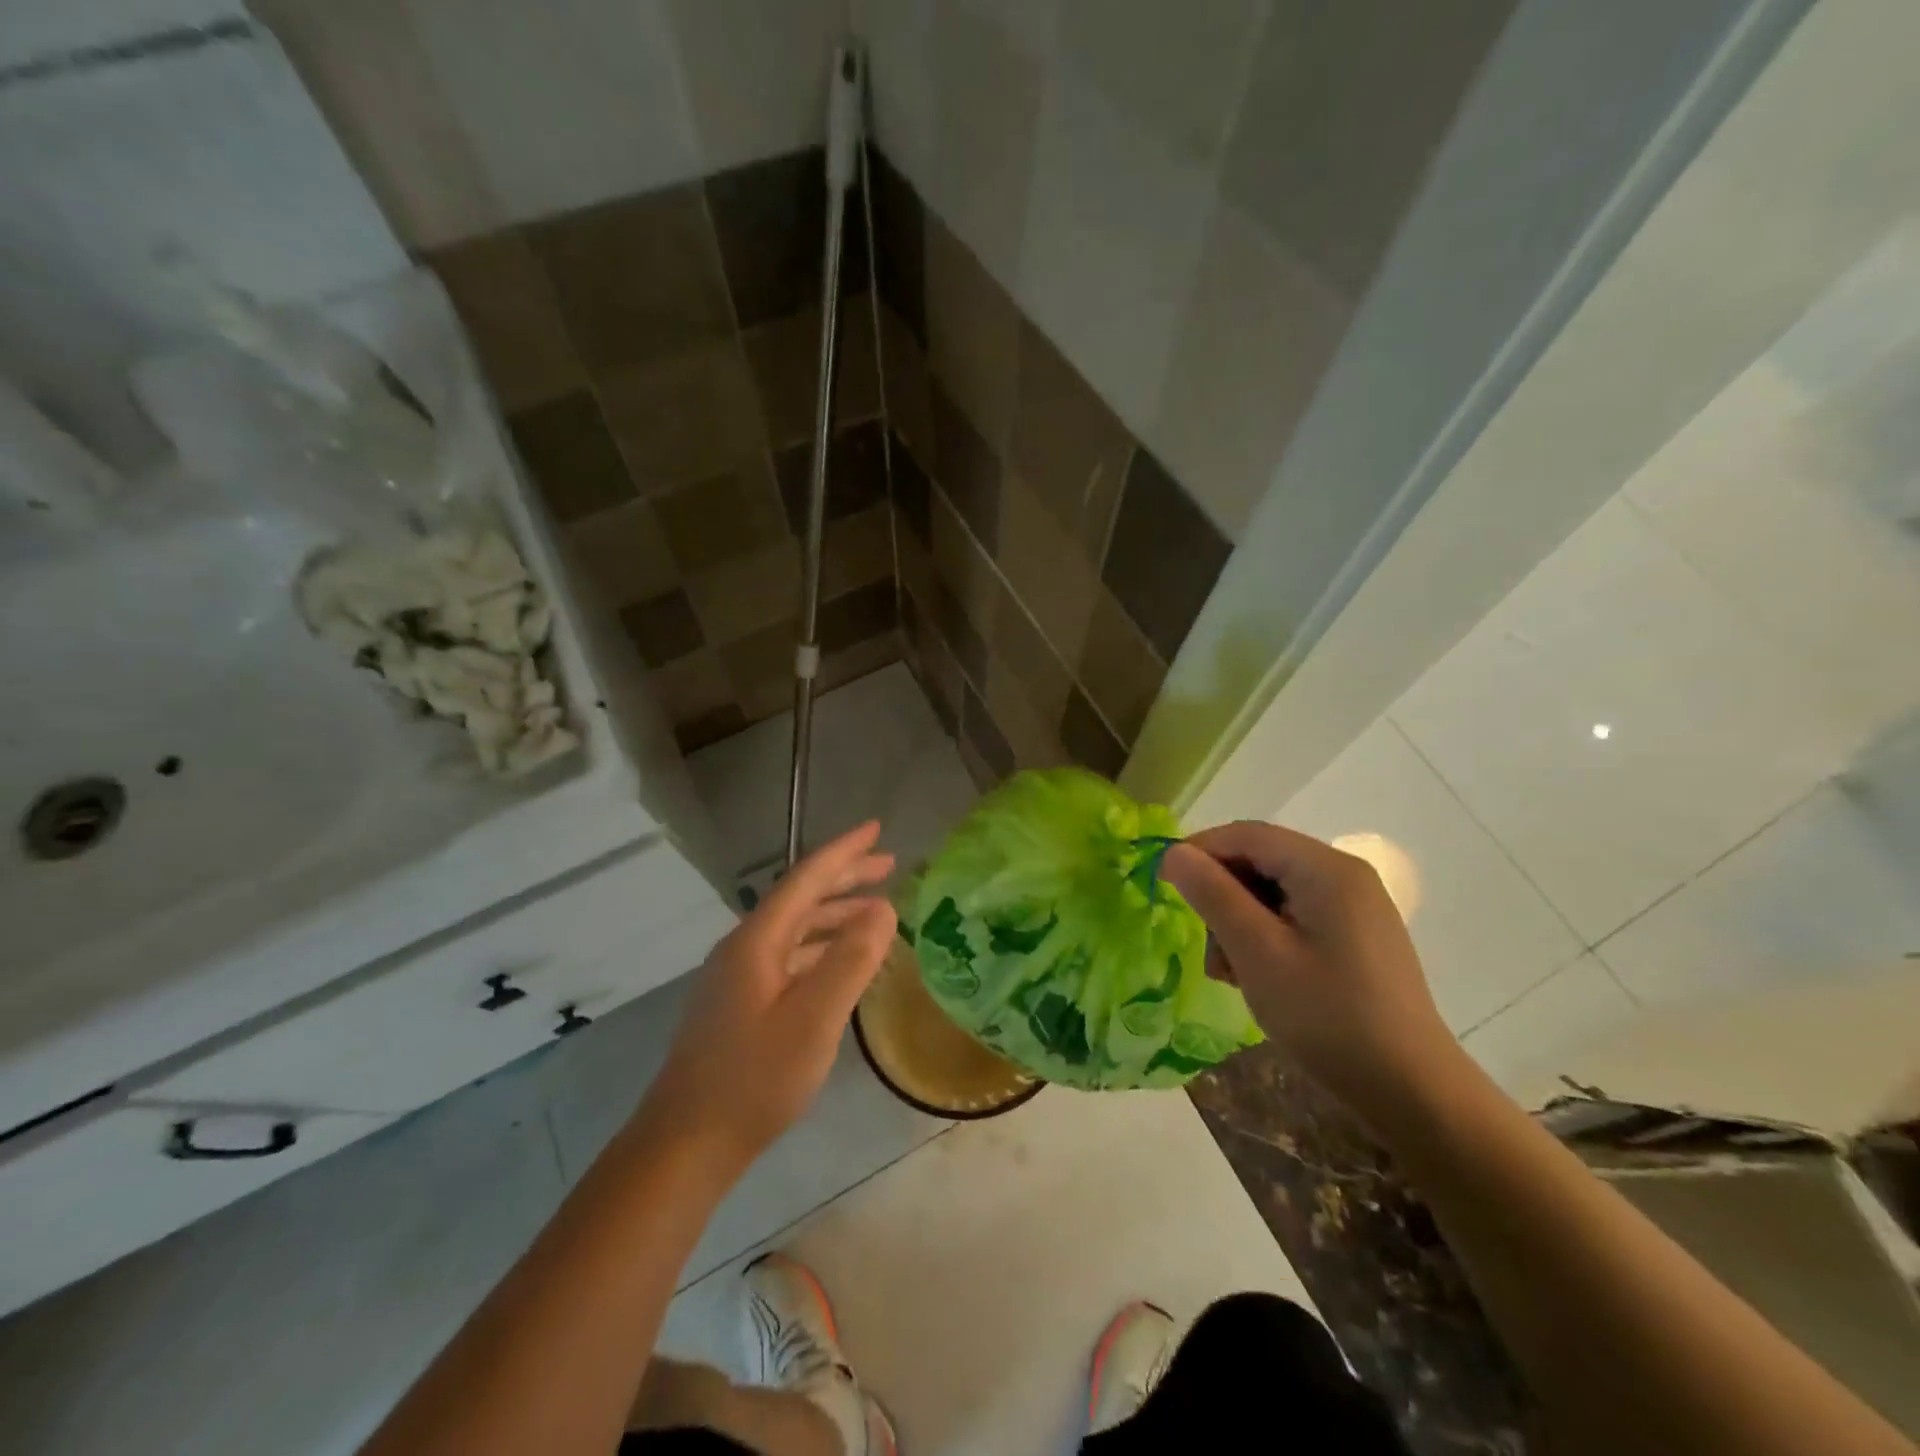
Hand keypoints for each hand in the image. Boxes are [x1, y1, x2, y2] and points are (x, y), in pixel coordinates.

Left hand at [641, 822, 896, 1173]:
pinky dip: (823, 948)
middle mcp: (745, 947)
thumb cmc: (754, 1079)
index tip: (878, 829)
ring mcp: (739, 976)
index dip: (845, 852)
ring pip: (796, 929)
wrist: (686, 1143)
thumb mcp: (814, 1019)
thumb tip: (883, 910)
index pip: (807, 878)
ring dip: (836, 915)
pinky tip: (843, 964)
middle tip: (889, 866)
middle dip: (845, 878)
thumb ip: (851, 961)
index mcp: (758, 940)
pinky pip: (791, 956)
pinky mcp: (740, 1003)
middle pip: (801, 898)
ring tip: (878, 913)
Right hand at [1161, 822, 1465, 1129]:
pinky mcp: (1357, 937)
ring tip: (1230, 972)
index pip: (1247, 835)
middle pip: (1262, 861)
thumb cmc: (1327, 1016)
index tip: (1165, 884)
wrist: (1412, 1091)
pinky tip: (1258, 976)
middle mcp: (1344, 876)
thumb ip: (1212, 895)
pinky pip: (1296, 916)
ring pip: (1275, 891)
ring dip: (1240, 921)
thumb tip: (1173, 854)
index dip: (1200, 851)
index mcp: (1326, 869)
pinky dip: (1267, 936)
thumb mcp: (1257, 953)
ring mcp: (1355, 907)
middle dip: (1223, 895)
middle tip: (1206, 946)